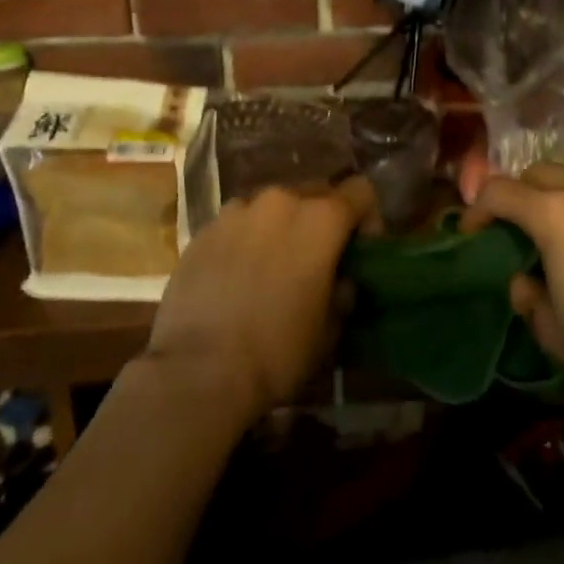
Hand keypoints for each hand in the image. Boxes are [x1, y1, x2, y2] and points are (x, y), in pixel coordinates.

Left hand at [144, 177, 373, 422]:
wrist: (197, 372)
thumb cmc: (277, 351)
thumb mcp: (330, 329)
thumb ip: (343, 290)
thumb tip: (341, 280)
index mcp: (321, 219)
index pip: (361, 191)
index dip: (367, 217)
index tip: (359, 250)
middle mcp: (281, 201)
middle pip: (315, 192)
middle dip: (322, 219)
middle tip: (316, 259)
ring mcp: (237, 211)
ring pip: (272, 206)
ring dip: (281, 226)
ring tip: (271, 265)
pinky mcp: (203, 230)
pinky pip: (237, 223)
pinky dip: (245, 239)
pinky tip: (236, 276)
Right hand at [466, 163, 563, 414]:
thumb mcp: (554, 332)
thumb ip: (530, 299)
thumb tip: (523, 283)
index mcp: (553, 214)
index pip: (500, 192)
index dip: (477, 209)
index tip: (471, 233)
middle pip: (538, 174)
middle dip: (518, 193)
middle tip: (512, 227)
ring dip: (556, 197)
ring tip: (557, 233)